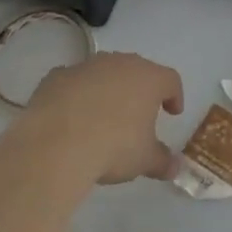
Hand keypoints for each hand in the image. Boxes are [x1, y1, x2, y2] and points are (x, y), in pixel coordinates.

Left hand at [21, 52, 184, 184]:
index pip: (170, 80)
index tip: (172, 112)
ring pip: (104, 73)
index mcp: (148, 79)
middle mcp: (119, 64)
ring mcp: (87, 66)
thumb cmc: (113, 147)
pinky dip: (77, 94)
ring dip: (107, 90)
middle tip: (138, 114)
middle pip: (136, 70)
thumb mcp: (144, 160)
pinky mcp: (57, 76)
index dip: (174, 95)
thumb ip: (162, 161)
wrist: (56, 143)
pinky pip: (74, 81)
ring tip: (102, 116)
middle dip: (139, 90)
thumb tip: (175, 167)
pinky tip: (71, 116)